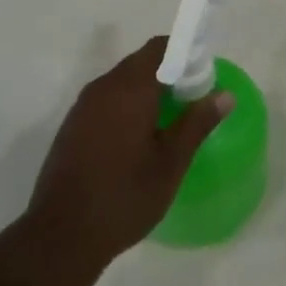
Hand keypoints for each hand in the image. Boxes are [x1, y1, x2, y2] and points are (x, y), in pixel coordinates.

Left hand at [24, 36, 231, 272]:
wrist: (60, 238)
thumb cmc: (124, 197)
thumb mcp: (170, 163)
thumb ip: (197, 123)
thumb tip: (225, 95)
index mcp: (130, 88)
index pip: (160, 48)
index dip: (184, 53)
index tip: (202, 76)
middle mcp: (103, 87)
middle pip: (141, 62)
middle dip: (168, 74)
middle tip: (191, 101)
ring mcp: (83, 107)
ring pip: (122, 82)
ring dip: (146, 91)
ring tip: (168, 121)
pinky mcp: (71, 127)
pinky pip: (106, 101)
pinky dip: (126, 106)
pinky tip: (137, 140)